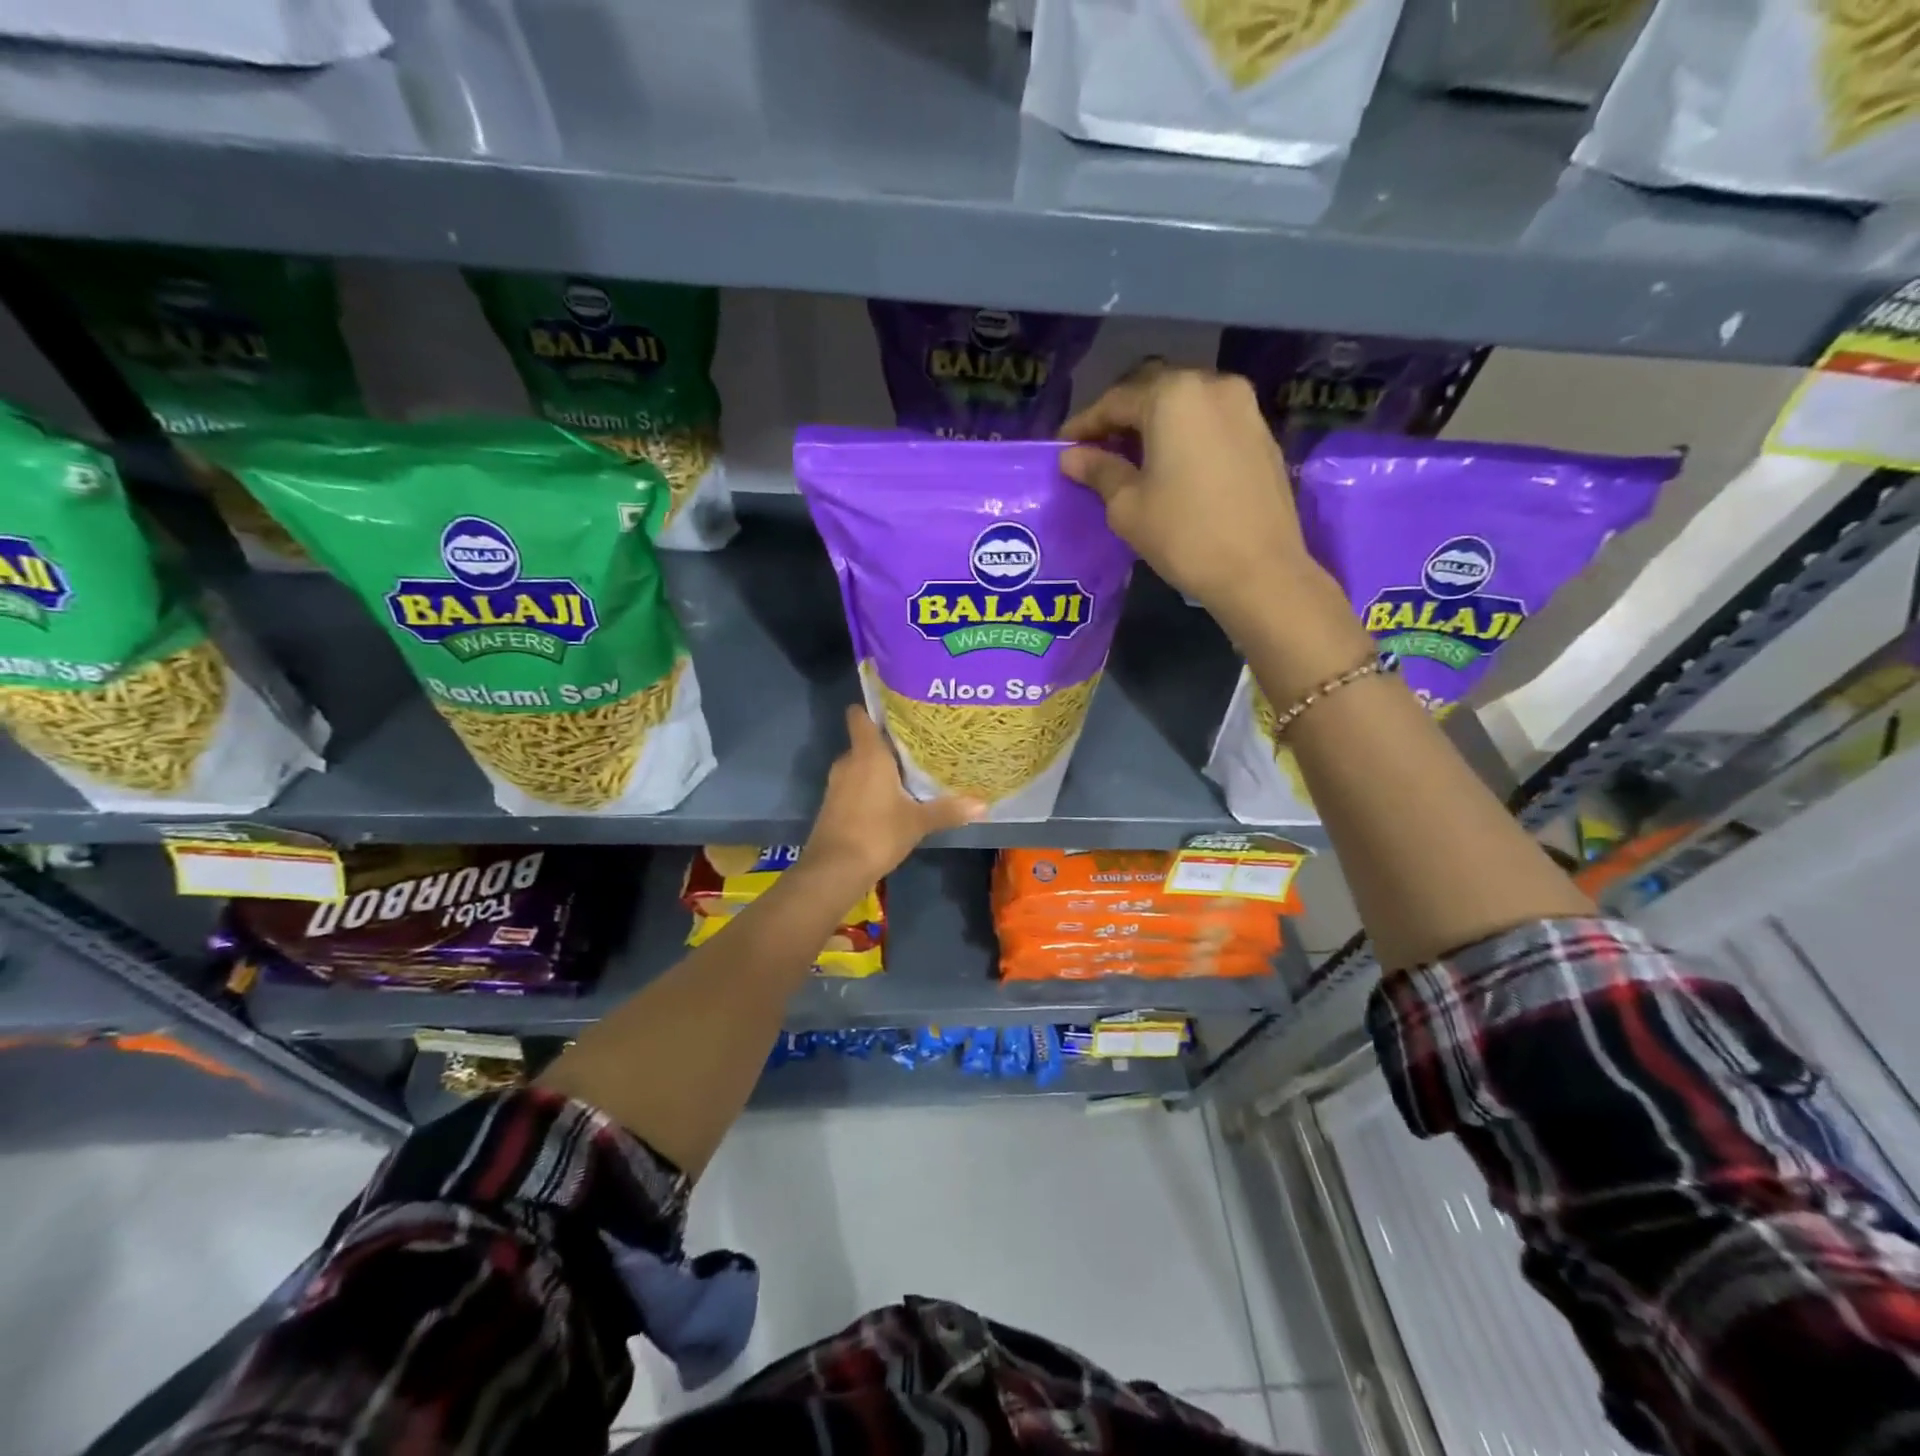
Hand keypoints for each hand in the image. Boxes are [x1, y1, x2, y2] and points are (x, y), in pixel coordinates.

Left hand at [803, 706, 984, 885]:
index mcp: (867, 754)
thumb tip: (983, 804)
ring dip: (878, 767)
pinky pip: (854, 784)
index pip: (860, 716)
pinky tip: (891, 798)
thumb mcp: (918, 822)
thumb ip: (948, 810)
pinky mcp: (833, 804)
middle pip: (865, 741)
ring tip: (909, 770)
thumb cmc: (877, 833)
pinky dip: (869, 786)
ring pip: (860, 765)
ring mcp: (836, 784)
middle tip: (918, 743)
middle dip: (887, 743)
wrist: (834, 870)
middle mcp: (848, 762)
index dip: (874, 708)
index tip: (896, 707)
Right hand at [1061, 364, 1324, 629]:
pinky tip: (1172, 464)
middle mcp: (1212, 385)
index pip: (1115, 401)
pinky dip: (1185, 434)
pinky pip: (1211, 422)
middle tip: (1096, 449)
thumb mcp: (1127, 506)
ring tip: (1132, 457)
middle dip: (1121, 418)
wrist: (1260, 570)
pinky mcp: (1262, 433)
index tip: (1063, 448)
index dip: (1084, 425)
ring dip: (1155, 424)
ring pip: (1185, 404)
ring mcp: (1244, 407)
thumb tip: (1072, 457)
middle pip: (1153, 392)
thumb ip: (1098, 471)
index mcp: (1173, 396)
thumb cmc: (1183, 535)